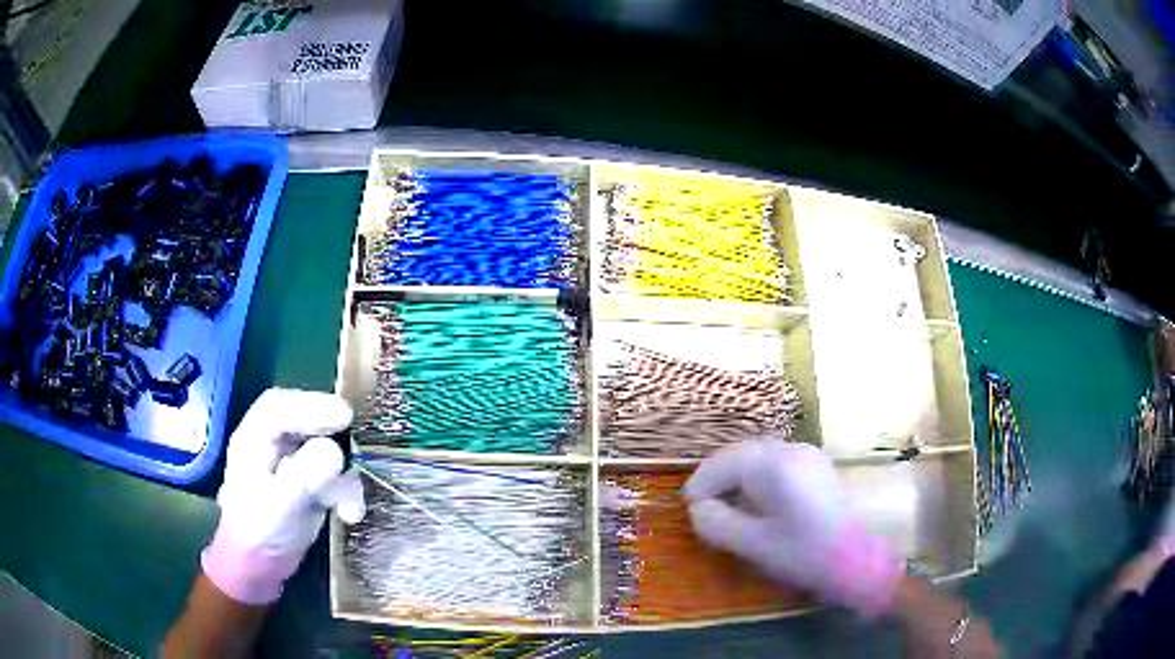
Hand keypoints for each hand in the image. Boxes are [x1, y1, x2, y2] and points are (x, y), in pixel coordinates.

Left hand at [201, 388, 364, 604]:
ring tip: (350, 504)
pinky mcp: (311, 482)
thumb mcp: (278, 506)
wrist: (260, 567)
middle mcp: (273, 444)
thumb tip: (335, 452)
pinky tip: (349, 515)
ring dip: (344, 474)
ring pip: (326, 448)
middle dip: (332, 431)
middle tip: (358, 438)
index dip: (310, 404)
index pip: (278, 407)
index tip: (343, 416)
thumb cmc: (259, 533)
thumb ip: (303, 477)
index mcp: (253, 439)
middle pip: (305, 420)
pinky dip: (347, 493)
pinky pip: (335, 476)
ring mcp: (293, 463)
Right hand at [682, 440, 902, 617]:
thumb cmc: (804, 552)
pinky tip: (759, 502)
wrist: (858, 558)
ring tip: (727, 506)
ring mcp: (806, 454)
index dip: (699, 488)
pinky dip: (758, 478)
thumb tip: (697, 508)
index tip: (689, 513)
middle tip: (703, 509)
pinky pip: (776, 462)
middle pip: (737, 455)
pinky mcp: (816, 465)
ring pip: (757, 456)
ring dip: (736, 477)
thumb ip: (716, 523)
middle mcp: (787, 449)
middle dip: (716, 479)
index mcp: (770, 464)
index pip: (719, 465)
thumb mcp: (753, 544)